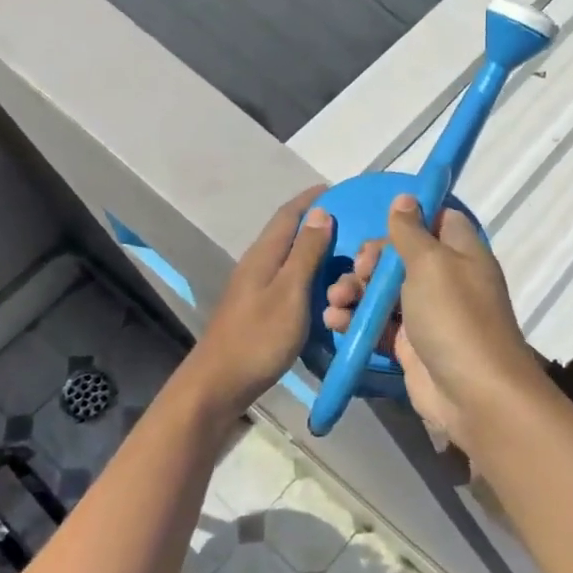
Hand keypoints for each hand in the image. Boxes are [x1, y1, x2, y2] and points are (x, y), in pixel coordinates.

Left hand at [184, 187, 333, 414]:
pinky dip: (309, 275)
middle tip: (352, 223)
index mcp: (263, 255)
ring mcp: (255, 287)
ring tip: (345, 253)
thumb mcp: (290, 292)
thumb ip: (306, 253)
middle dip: (317, 222)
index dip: (313, 199)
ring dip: (314, 249)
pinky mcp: (258, 308)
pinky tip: (324, 287)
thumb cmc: (259, 337)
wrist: (220, 383)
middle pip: (288, 233)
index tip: (340, 188)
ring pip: (288, 258)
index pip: (289, 214)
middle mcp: (257, 264)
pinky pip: (288, 280)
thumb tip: (321, 211)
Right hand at [322, 195, 540, 452]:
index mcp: (460, 253)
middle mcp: (445, 279)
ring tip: (336, 299)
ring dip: (354, 291)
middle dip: (370, 260)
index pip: (437, 220)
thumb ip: (411, 231)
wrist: (472, 394)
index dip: (409, 218)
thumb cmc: (454, 317)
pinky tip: (334, 321)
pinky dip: (355, 320)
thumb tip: (406, 197)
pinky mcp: (409, 345)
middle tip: (359, 271)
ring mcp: (426, 314)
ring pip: (383, 291)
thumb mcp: (431, 263)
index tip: (382, 223)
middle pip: (401, 256)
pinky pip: (377, 324)